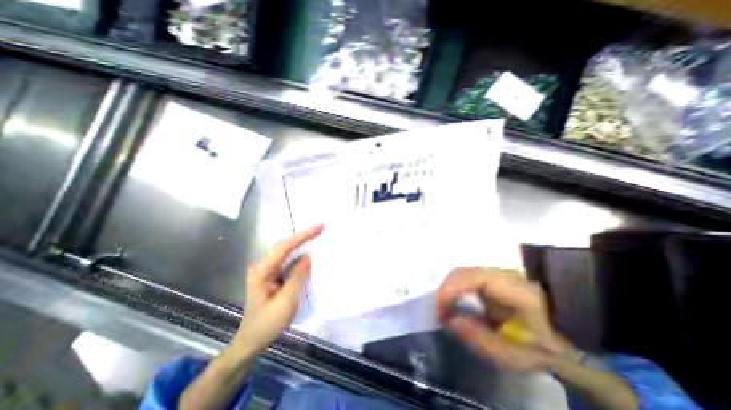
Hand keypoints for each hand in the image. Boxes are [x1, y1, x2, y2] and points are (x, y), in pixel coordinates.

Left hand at [231, 224, 321, 355]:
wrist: (252, 340)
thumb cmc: (268, 323)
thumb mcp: (286, 301)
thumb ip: (297, 276)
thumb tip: (308, 256)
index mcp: (262, 271)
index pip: (284, 247)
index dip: (302, 236)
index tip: (318, 227)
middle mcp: (262, 266)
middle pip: (285, 246)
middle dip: (303, 237)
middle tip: (321, 229)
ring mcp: (266, 270)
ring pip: (286, 252)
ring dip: (302, 244)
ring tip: (317, 236)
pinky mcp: (272, 275)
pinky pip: (287, 261)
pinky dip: (299, 255)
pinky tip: (309, 252)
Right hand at [436, 268, 566, 372]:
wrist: (568, 338)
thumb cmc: (544, 350)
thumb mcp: (516, 357)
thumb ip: (480, 339)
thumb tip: (450, 320)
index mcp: (519, 291)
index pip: (476, 279)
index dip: (452, 289)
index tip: (440, 310)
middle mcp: (507, 274)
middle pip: (465, 272)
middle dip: (447, 290)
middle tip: (441, 311)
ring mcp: (501, 273)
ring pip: (465, 272)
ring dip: (451, 289)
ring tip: (447, 308)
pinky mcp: (496, 276)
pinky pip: (470, 277)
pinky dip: (459, 289)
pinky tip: (458, 303)